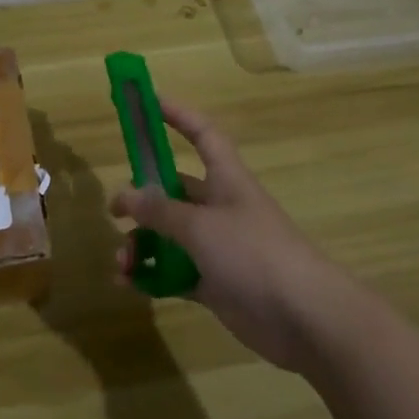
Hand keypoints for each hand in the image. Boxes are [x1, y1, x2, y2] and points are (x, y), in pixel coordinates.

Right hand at [111, 96, 359, 370]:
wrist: (304, 317)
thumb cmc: (254, 254)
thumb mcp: (200, 226)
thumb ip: (160, 210)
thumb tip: (127, 194)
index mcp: (227, 181)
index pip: (202, 135)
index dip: (177, 115)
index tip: (148, 101)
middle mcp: (221, 209)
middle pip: (175, 192)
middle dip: (142, 199)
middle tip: (114, 212)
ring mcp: (218, 247)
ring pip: (169, 236)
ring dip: (141, 245)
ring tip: (122, 262)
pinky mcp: (215, 283)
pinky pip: (174, 271)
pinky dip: (152, 275)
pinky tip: (130, 284)